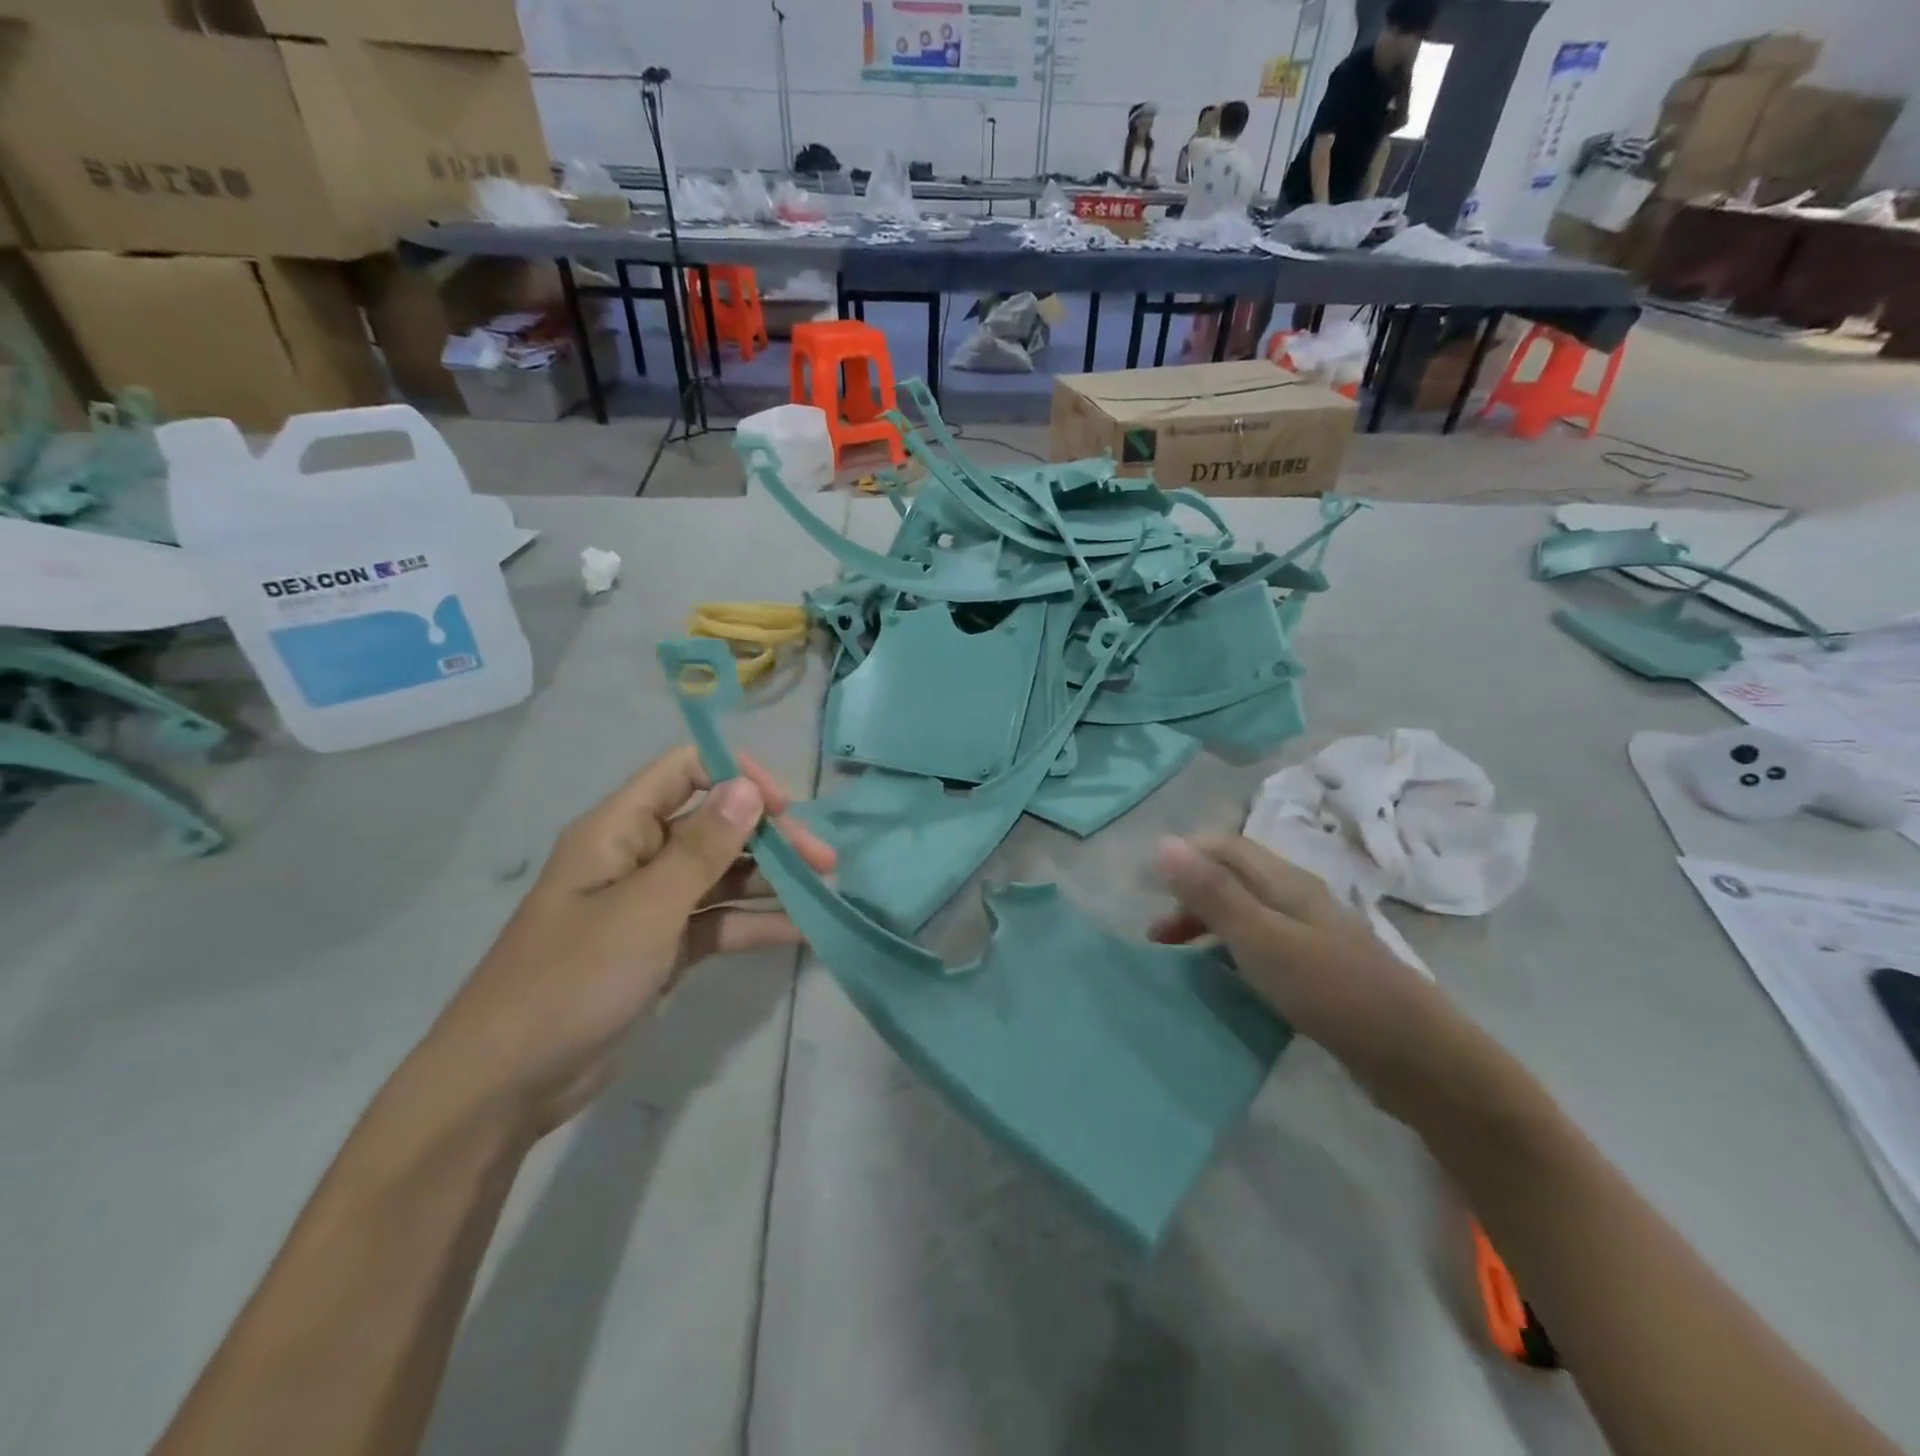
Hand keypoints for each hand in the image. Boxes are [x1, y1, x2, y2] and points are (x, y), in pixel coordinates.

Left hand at [422, 747, 834, 1136]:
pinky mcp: (663, 948)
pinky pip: (718, 922)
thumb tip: (747, 786)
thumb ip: (703, 848)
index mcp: (620, 830)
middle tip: (823, 861)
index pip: (685, 771)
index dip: (737, 776)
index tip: (783, 808)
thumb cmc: (571, 980)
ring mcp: (652, 905)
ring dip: (771, 880)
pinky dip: (755, 924)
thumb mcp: (645, 909)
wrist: (508, 1084)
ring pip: (723, 875)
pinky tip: (801, 931)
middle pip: (715, 826)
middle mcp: (639, 857)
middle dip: (771, 837)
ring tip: (823, 891)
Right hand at [1151, 834, 1458, 1114]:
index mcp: (1285, 882)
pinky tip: (1228, 980)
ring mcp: (1312, 934)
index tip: (1149, 889)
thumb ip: (1212, 893)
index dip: (1185, 857)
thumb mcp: (1261, 939)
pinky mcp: (1320, 970)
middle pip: (1233, 878)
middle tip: (1158, 936)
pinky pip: (1264, 945)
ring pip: (1247, 913)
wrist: (1415, 1056)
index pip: (1225, 846)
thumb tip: (1163, 843)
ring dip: (1209, 925)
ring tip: (1181, 959)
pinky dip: (1234, 952)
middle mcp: (1298, 898)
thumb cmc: (1331, 990)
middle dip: (1191, 896)